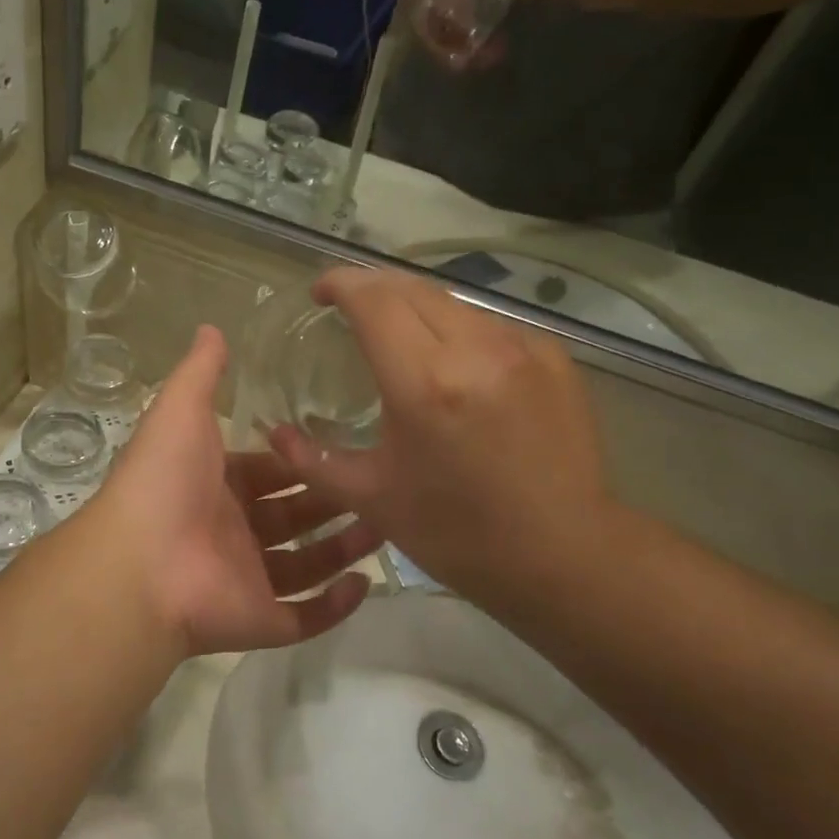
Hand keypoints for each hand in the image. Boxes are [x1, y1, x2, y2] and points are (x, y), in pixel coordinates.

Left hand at [91, 325, 378, 657]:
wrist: (141, 564)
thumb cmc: (166, 481)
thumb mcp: (181, 410)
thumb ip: (201, 372)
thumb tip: (212, 326)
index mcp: (214, 486)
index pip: (266, 471)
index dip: (300, 460)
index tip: (344, 445)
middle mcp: (231, 532)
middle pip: (292, 517)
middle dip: (333, 502)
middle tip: (381, 485)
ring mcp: (245, 580)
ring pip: (305, 565)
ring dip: (344, 549)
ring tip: (388, 526)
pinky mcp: (258, 622)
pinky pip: (304, 617)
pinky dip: (335, 606)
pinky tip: (367, 583)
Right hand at [267, 269, 617, 612]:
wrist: (564, 555)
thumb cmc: (458, 533)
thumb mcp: (373, 498)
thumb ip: (314, 459)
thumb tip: (273, 433)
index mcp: (424, 383)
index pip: (374, 300)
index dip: (341, 283)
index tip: (319, 292)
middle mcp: (476, 349)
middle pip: (412, 289)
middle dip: (373, 288)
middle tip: (349, 308)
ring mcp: (522, 348)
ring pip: (454, 303)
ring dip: (417, 309)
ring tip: (399, 339)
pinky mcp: (554, 358)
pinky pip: (491, 325)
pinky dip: (459, 332)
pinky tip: (455, 367)